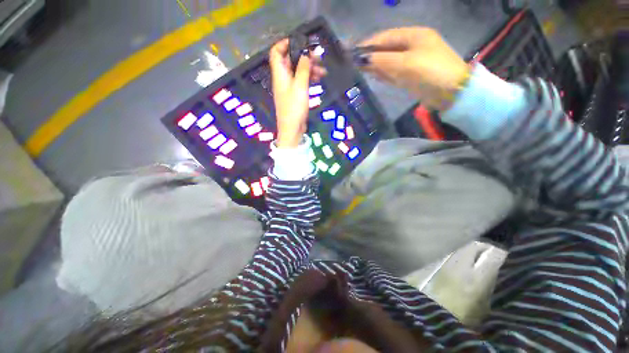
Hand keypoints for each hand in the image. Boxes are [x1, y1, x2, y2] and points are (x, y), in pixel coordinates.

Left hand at [269, 39, 326, 147]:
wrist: (292, 129)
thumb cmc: (294, 108)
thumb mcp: (300, 86)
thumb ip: (303, 69)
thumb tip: (305, 55)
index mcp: (280, 74)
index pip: (276, 52)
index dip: (285, 44)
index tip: (300, 43)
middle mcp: (283, 79)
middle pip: (290, 61)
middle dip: (304, 57)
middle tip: (318, 57)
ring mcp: (289, 88)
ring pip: (298, 72)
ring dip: (309, 69)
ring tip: (323, 71)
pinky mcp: (295, 95)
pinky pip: (301, 82)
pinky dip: (309, 79)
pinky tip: (319, 79)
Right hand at [359, 28, 469, 110]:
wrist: (451, 93)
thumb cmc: (429, 72)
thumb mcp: (404, 63)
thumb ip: (382, 60)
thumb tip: (361, 59)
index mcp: (413, 35)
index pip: (385, 37)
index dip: (368, 44)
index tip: (352, 52)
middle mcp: (413, 46)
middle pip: (387, 49)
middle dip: (371, 55)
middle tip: (354, 63)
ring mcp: (413, 61)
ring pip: (389, 61)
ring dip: (376, 65)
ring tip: (360, 70)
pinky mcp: (412, 75)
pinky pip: (394, 72)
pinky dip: (384, 74)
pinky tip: (375, 76)